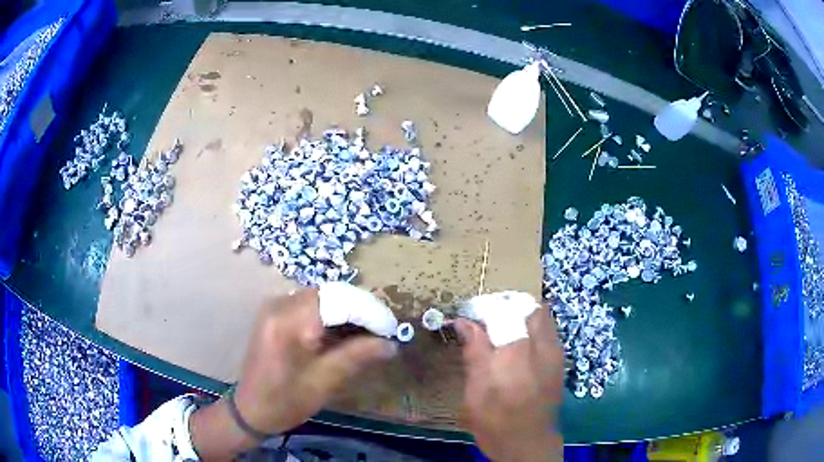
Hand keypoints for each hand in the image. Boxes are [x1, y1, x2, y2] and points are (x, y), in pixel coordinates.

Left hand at [190, 289, 396, 458]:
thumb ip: (358, 356)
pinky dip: (333, 316)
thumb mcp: (325, 381)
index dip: (371, 312)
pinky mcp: (276, 313)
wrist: (250, 409)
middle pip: (332, 294)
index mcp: (290, 320)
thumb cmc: (285, 401)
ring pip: (324, 298)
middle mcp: (281, 303)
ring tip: (372, 333)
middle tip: (386, 331)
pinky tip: (347, 333)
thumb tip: (391, 343)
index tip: (393, 329)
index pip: (340, 301)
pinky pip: (311, 305)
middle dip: (362, 309)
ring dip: (349, 312)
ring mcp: (276, 306)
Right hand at [455, 307, 564, 461]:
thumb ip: (474, 352)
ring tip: (503, 331)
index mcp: (517, 352)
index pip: (503, 311)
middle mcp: (542, 346)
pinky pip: (548, 332)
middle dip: (508, 306)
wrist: (528, 443)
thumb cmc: (496, 420)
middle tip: (489, 320)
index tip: (471, 315)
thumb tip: (464, 322)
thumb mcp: (476, 391)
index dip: (486, 307)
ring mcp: (555, 353)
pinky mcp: (559, 362)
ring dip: (522, 316)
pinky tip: (519, 347)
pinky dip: (533, 329)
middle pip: (529, 307)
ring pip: (543, 317)